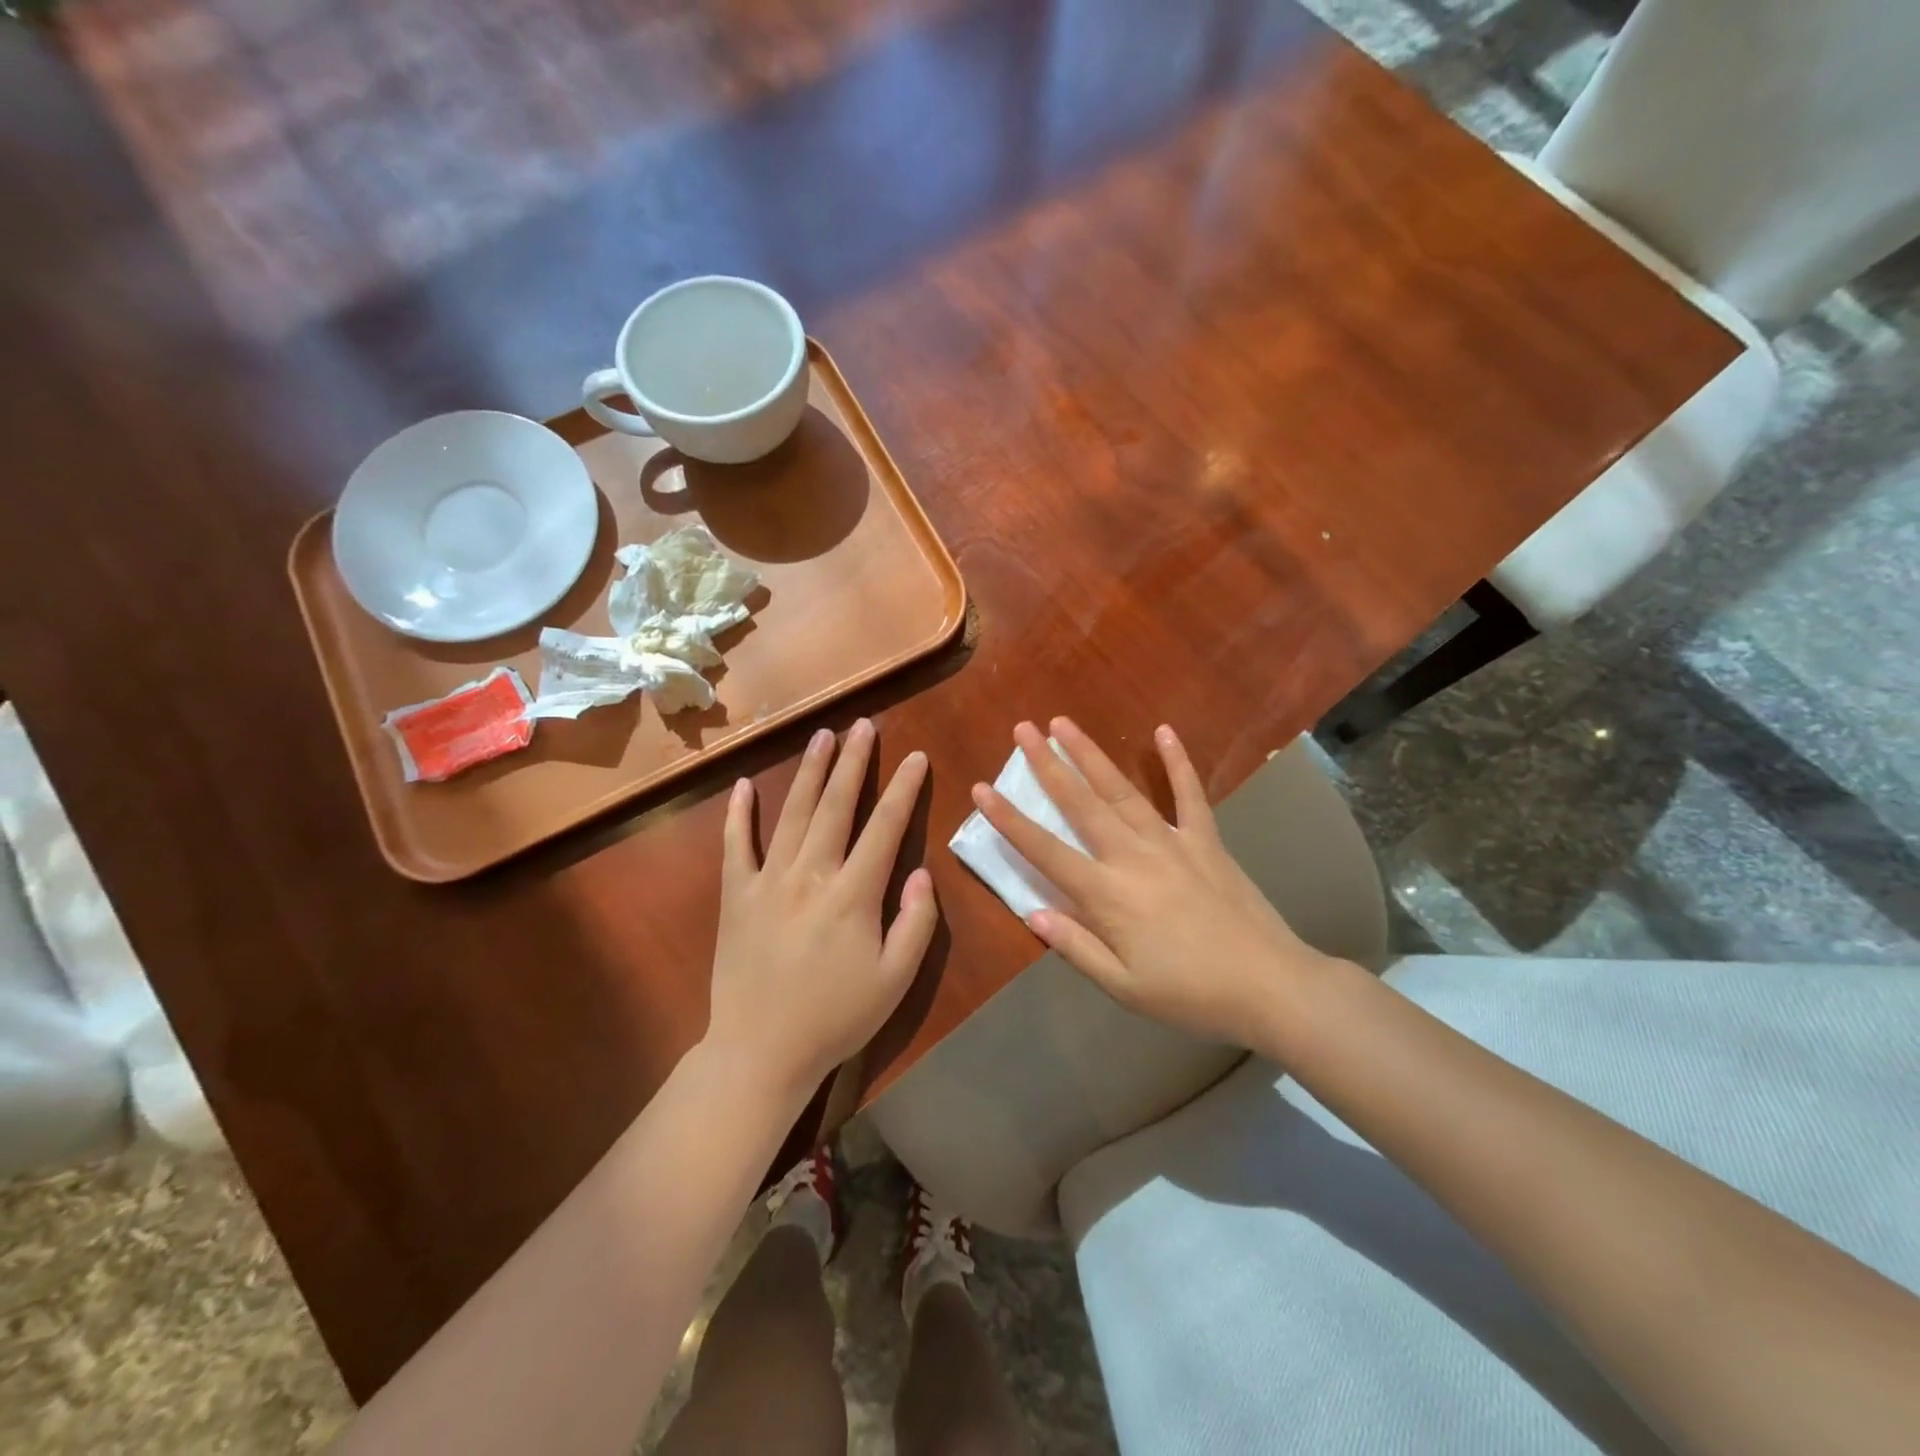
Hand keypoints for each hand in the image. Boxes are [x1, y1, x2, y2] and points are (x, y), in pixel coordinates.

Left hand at [706, 719, 938, 1099]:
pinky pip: (736, 846)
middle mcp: (810, 875)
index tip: (916, 758)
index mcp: (853, 895)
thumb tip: (922, 873)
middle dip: (854, 762)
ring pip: (793, 813)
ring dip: (811, 772)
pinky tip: (745, 784)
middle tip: (863, 725)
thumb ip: (916, 923)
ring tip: (823, 736)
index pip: (884, 828)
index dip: (903, 790)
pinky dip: (740, 813)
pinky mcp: (736, 896)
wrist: (760, 1052)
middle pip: (837, 806)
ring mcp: (767, 882)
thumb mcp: (895, 980)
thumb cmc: (836, 1018)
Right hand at [972, 718, 1329, 1044]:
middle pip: (1081, 804)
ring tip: (1065, 724)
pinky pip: (1189, 795)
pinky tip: (1164, 732)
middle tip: (1023, 730)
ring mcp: (1172, 842)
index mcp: (1107, 895)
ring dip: (1091, 755)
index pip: (1045, 850)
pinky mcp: (1207, 841)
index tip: (983, 789)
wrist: (1271, 986)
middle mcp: (1133, 856)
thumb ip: (1075, 947)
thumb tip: (1031, 913)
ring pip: (1122, 790)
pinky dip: (1178, 763)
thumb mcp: (1124, 987)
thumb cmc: (1190, 994)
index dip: (1010, 820)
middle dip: (1047, 765)